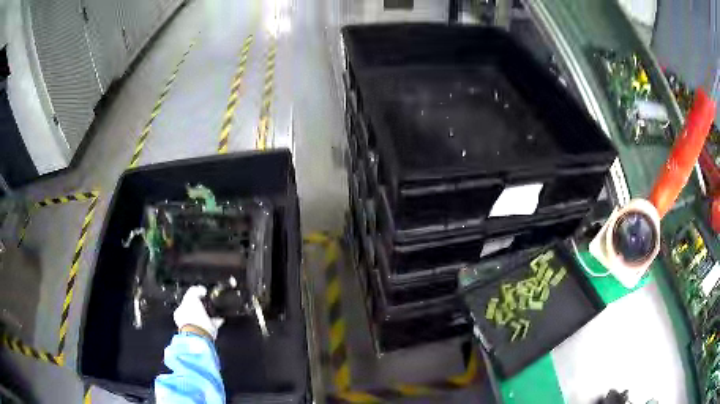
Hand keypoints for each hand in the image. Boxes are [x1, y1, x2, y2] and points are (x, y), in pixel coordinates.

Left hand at [174, 286, 223, 339]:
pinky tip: (220, 317)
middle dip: (201, 307)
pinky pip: (212, 324)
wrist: (201, 333)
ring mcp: (197, 328)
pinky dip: (216, 320)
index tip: (200, 296)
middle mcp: (186, 321)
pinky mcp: (207, 333)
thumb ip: (195, 290)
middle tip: (208, 302)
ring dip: (209, 314)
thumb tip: (201, 289)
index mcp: (179, 312)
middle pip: (195, 311)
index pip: (185, 303)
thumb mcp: (191, 297)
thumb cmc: (192, 316)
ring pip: (204, 318)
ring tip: (216, 309)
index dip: (192, 298)